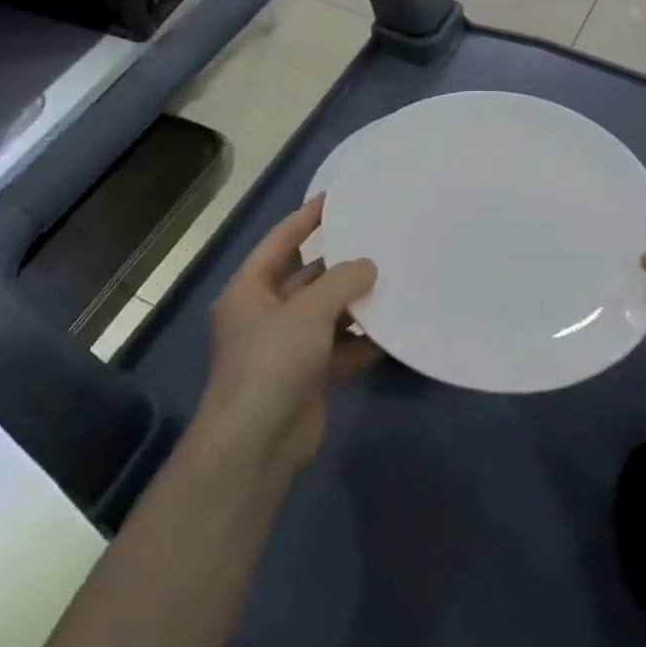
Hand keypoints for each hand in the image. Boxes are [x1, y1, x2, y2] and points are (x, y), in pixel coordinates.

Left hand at [193, 194, 380, 474]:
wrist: (255, 448)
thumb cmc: (271, 363)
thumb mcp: (308, 311)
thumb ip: (342, 281)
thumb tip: (369, 266)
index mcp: (250, 290)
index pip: (281, 241)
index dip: (307, 218)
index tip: (337, 198)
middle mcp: (266, 314)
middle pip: (308, 277)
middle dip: (340, 262)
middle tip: (378, 239)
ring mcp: (287, 347)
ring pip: (328, 313)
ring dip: (356, 301)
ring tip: (394, 278)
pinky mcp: (308, 376)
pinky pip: (341, 347)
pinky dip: (363, 339)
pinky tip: (395, 328)